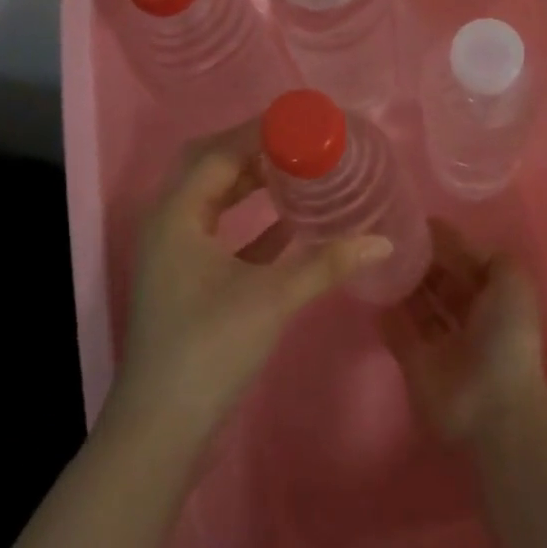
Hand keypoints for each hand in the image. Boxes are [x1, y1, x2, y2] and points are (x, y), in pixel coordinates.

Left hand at [117, 126, 391, 449]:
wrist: (164, 428)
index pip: (219, 153)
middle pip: (211, 168)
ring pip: (215, 200)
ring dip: (251, 183)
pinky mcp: (188, 281)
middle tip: (299, 140)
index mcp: (176, 215)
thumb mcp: (272, 298)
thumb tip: (383, 240)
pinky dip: (252, 222)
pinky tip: (290, 223)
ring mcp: (176, 255)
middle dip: (253, 150)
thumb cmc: (210, 347)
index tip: (301, 120)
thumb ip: (327, 264)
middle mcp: (169, 225)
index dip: (258, 132)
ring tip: (298, 170)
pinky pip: (221, 233)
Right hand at [381, 222, 546, 443]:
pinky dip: (387, 314)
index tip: (415, 221)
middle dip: (421, 260)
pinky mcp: (416, 364)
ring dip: (403, 283)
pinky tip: (372, 289)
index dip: (446, 243)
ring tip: (379, 256)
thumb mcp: (512, 280)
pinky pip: (398, 333)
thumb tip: (452, 241)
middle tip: (391, 236)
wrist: (491, 406)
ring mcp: (441, 343)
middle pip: (441, 281)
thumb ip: (486, 255)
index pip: (467, 262)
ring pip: (419, 305)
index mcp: (495, 297)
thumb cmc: (506, 336)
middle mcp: (469, 317)